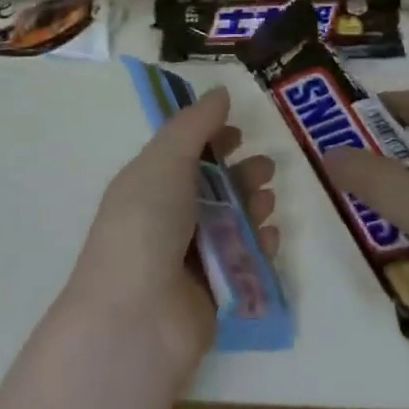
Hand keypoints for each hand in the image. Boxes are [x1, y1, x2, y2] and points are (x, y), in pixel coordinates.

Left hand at [61, 87, 278, 376]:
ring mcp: (189, 258)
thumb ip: (194, 126)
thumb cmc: (146, 224)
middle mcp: (166, 219)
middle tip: (265, 168)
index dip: (210, 140)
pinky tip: (270, 236)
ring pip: (230, 223)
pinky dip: (258, 246)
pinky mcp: (213, 292)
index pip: (182, 155)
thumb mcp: (164, 161)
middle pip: (211, 189)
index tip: (240, 130)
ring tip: (267, 199)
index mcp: (147, 185)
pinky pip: (243, 261)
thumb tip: (219, 93)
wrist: (138, 315)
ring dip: (252, 206)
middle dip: (240, 174)